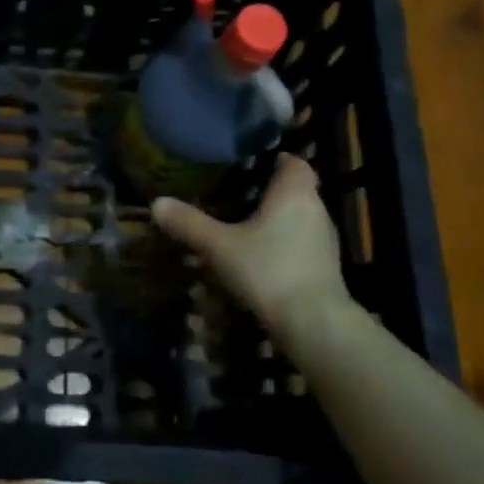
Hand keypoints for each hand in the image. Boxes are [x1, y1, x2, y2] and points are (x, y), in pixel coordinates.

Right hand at [152, 156, 357, 351]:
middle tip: (237, 194)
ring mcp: (325, 241)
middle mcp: (316, 210)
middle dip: (270, 191)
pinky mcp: (326, 267)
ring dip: (278, 220)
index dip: (275, 159)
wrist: (313, 324)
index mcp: (294, 193)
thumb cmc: (268, 270)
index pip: (294, 162)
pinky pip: (303, 243)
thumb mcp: (220, 246)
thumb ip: (190, 223)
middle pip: (296, 189)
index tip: (250, 164)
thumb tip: (156, 203)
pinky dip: (285, 243)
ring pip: (300, 218)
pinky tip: (261, 257)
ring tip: (245, 225)